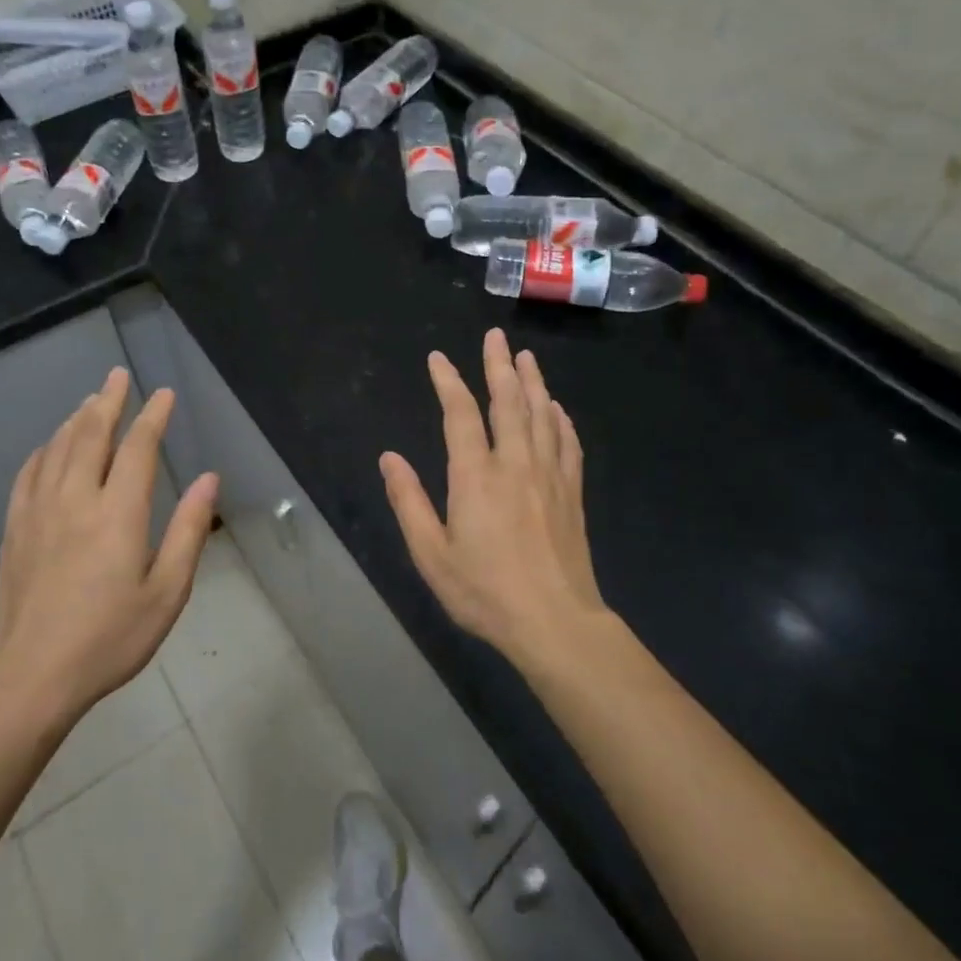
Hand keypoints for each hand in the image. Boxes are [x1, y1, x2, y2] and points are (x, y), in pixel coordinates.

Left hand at [0, 366, 218, 726]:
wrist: (31, 675)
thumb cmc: (109, 638)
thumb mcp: (166, 592)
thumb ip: (188, 531)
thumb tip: (209, 480)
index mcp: (118, 513)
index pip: (138, 448)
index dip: (153, 417)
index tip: (164, 394)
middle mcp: (76, 499)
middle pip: (91, 434)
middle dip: (109, 401)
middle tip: (118, 375)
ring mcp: (39, 512)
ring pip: (58, 448)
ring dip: (77, 419)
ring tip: (90, 400)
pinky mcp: (15, 529)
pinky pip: (29, 474)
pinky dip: (43, 450)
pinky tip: (49, 446)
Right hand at [380, 329, 604, 668]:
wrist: (556, 623)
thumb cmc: (485, 592)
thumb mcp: (431, 554)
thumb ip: (408, 502)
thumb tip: (389, 457)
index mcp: (476, 476)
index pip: (460, 414)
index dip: (449, 381)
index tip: (438, 358)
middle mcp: (515, 464)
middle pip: (509, 402)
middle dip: (499, 365)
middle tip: (495, 336)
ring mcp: (549, 477)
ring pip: (542, 416)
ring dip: (533, 382)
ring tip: (526, 357)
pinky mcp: (571, 494)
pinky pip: (567, 444)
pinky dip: (560, 420)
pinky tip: (557, 409)